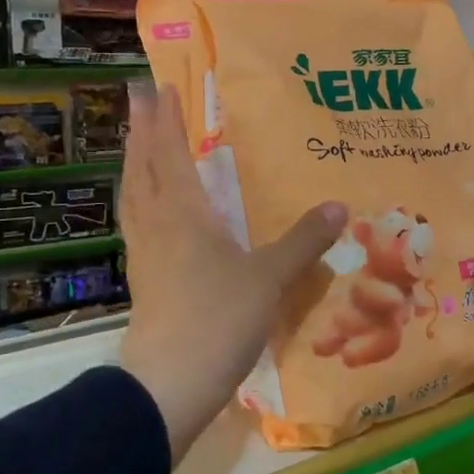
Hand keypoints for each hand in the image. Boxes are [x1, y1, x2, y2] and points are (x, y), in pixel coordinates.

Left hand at [118, 82, 345, 458]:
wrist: (169, 384)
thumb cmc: (219, 319)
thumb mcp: (270, 278)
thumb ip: (304, 241)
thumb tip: (340, 205)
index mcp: (184, 215)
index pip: (170, 155)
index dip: (164, 121)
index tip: (158, 88)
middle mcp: (158, 226)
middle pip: (142, 169)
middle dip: (140, 133)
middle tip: (137, 101)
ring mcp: (145, 255)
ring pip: (134, 197)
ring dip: (133, 165)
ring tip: (136, 147)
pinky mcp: (143, 282)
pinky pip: (136, 225)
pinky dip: (138, 202)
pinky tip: (147, 212)